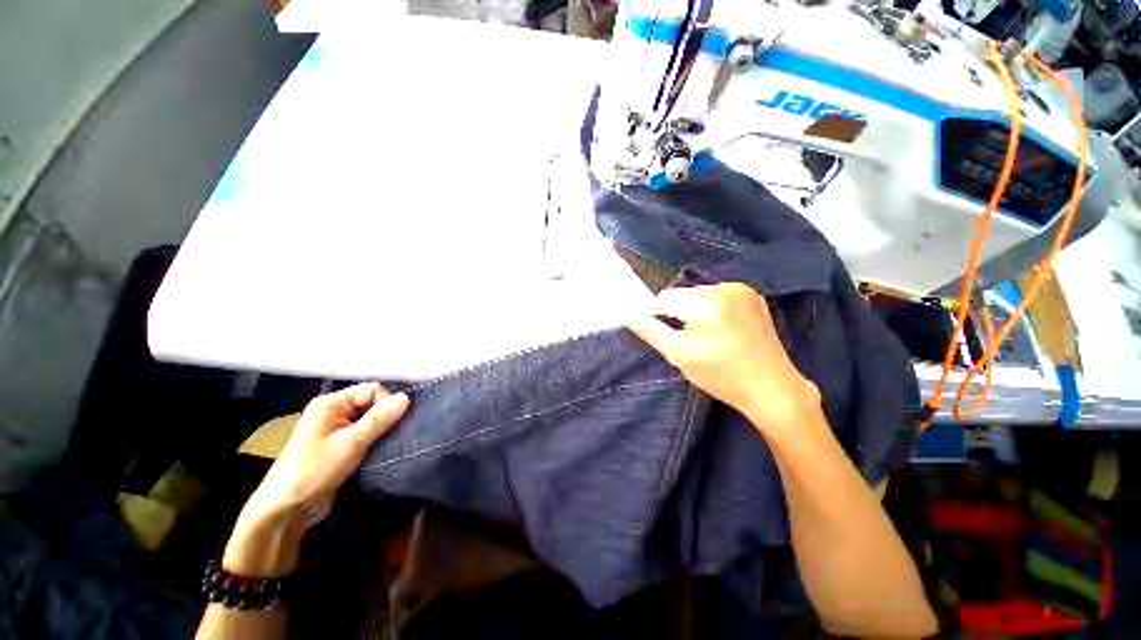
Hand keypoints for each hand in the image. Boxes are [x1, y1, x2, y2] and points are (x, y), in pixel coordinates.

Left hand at [224, 383, 409, 575]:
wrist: (287, 510)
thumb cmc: (315, 471)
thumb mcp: (351, 443)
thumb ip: (379, 419)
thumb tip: (406, 397)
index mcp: (331, 403)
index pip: (372, 390)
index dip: (387, 403)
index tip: (394, 424)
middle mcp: (333, 411)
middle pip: (372, 403)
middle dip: (386, 416)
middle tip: (395, 435)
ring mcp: (335, 429)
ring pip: (370, 419)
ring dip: (381, 430)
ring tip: (390, 443)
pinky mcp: (338, 445)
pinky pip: (364, 433)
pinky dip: (375, 439)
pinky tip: (381, 450)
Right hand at [626, 283, 819, 434]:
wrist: (772, 387)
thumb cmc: (721, 375)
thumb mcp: (679, 355)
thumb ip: (650, 331)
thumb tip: (628, 315)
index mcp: (704, 304)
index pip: (663, 299)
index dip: (656, 315)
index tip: (662, 333)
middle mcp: (723, 288)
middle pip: (681, 294)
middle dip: (676, 312)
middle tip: (687, 339)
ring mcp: (741, 289)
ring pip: (698, 293)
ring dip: (692, 309)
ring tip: (706, 335)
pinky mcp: (752, 294)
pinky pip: (717, 294)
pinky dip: (710, 307)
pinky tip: (721, 328)